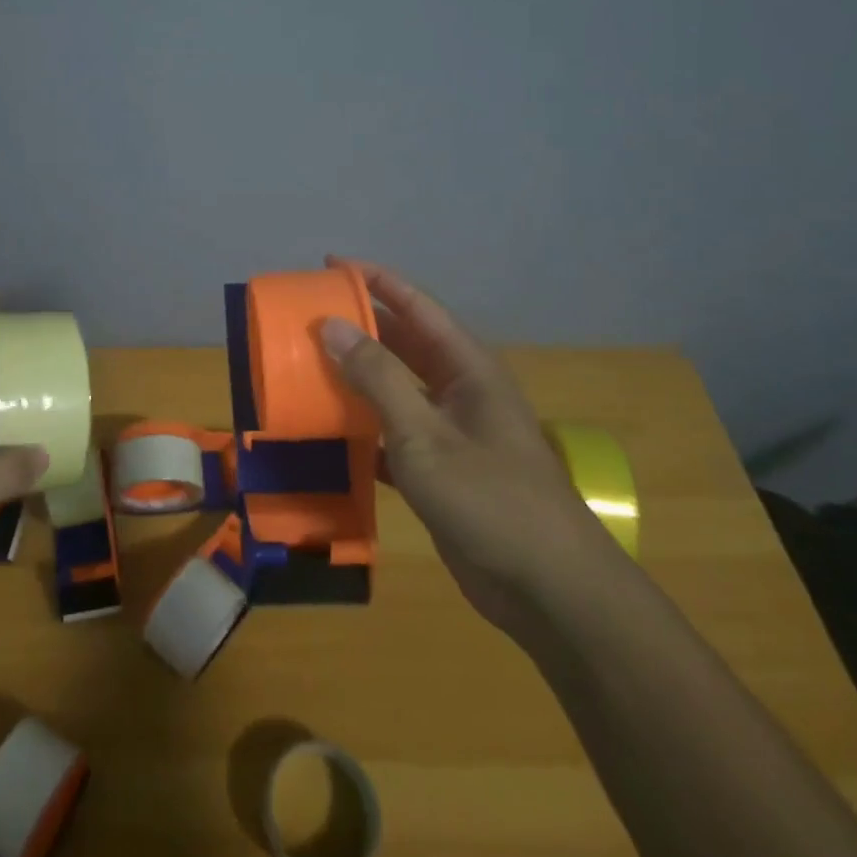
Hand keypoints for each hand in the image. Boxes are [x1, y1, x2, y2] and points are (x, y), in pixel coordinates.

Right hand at [319, 257, 626, 638]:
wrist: (549, 592)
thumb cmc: (490, 498)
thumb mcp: (424, 434)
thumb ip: (377, 377)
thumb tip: (331, 324)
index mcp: (467, 368)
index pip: (416, 305)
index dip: (375, 280)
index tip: (328, 264)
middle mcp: (459, 390)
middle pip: (403, 342)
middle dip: (359, 326)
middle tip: (307, 316)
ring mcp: (451, 432)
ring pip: (396, 388)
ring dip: (356, 377)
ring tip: (307, 364)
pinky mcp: (441, 470)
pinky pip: (392, 433)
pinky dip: (362, 428)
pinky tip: (328, 431)